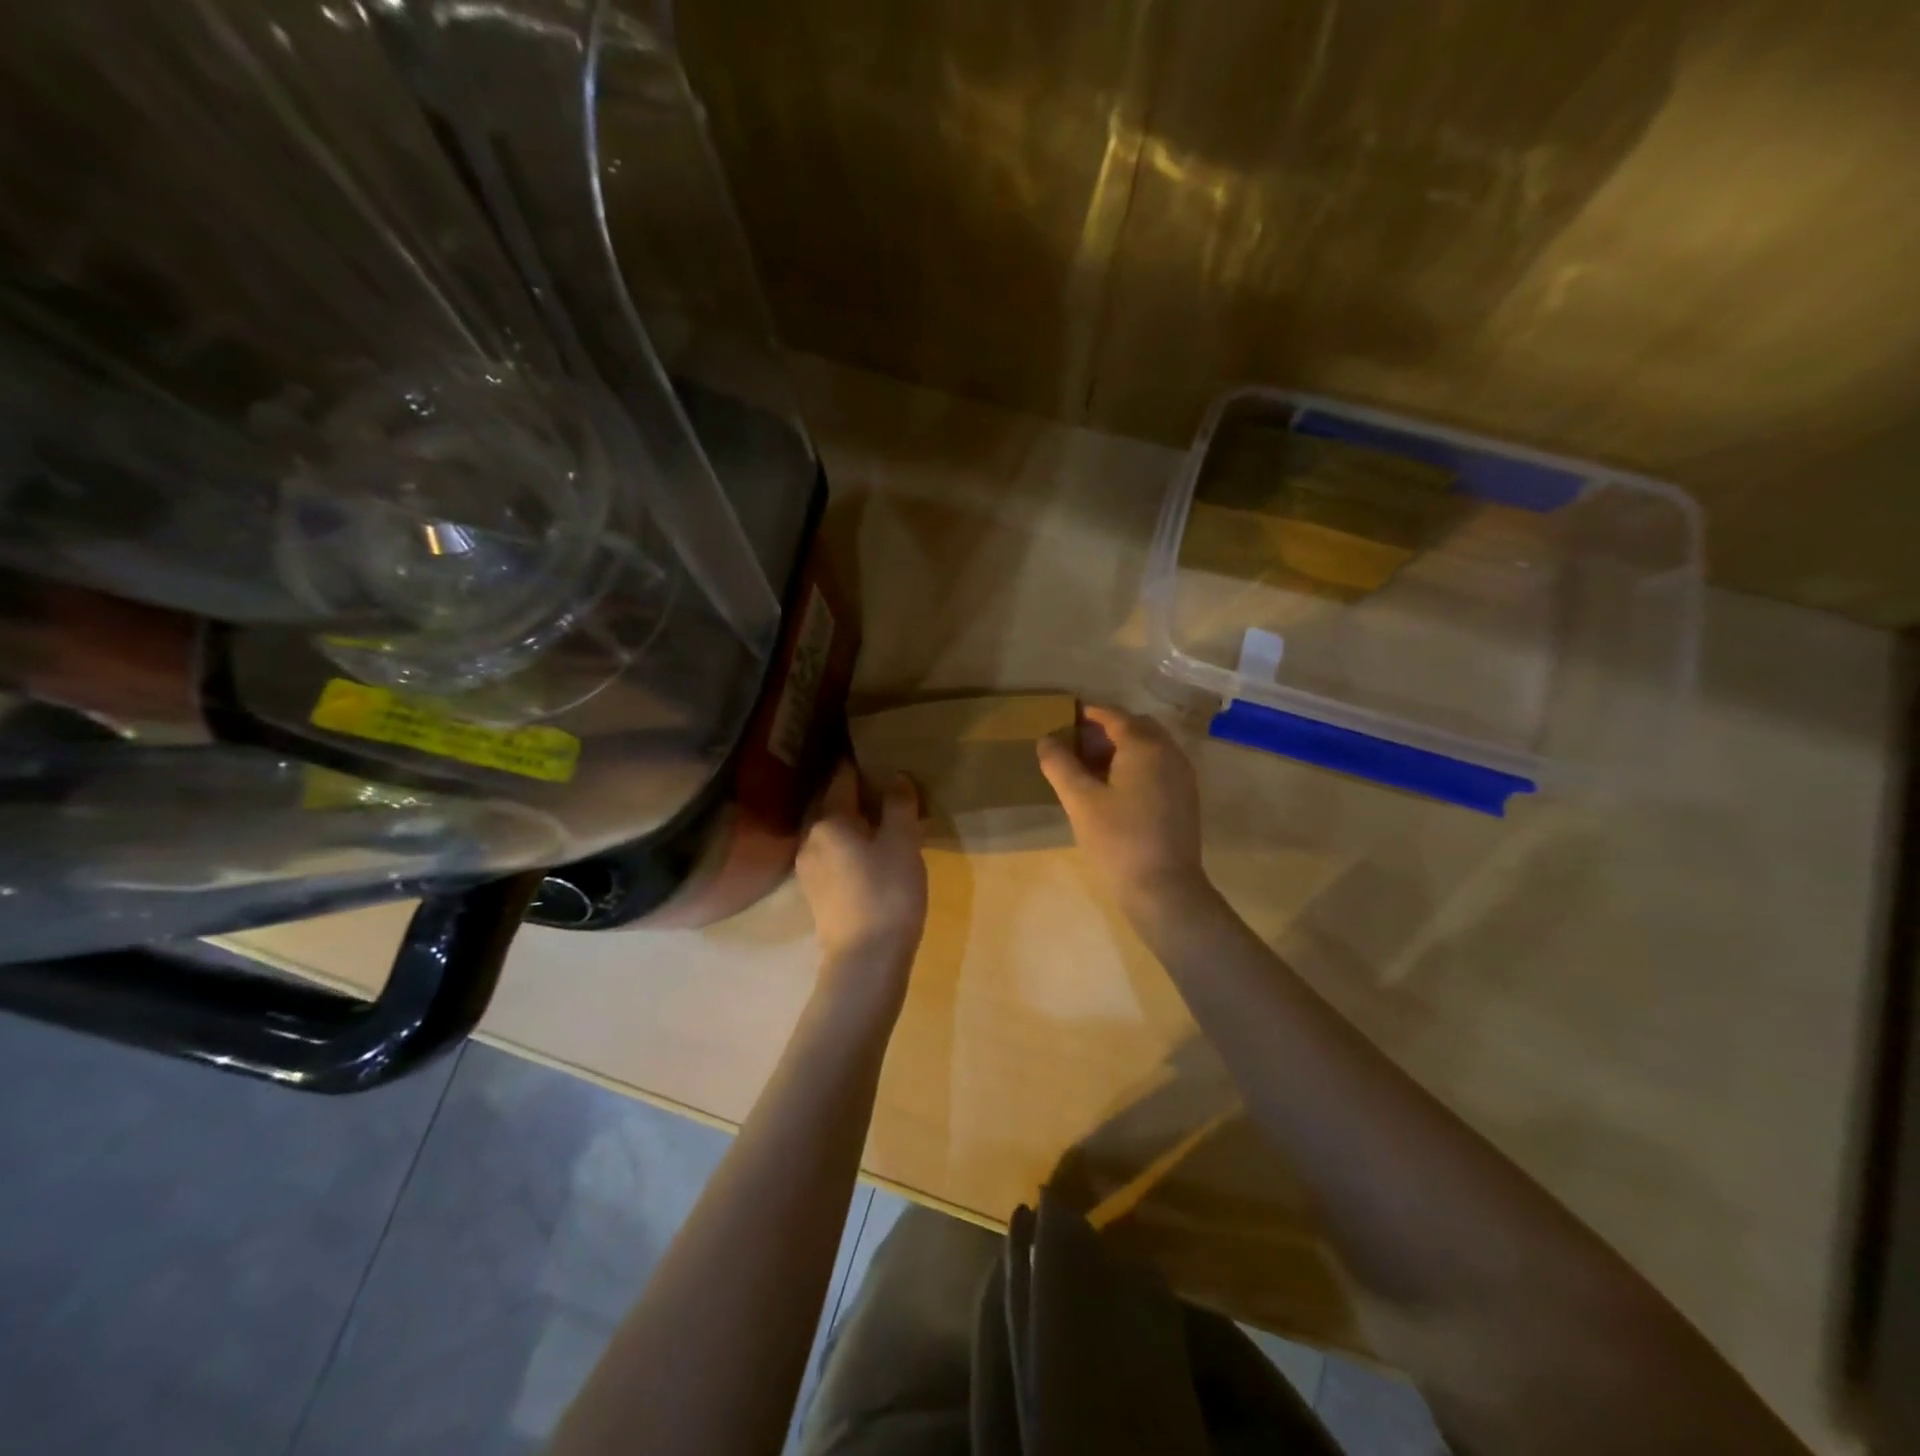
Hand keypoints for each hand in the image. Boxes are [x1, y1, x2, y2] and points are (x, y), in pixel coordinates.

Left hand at [796, 761, 928, 1000]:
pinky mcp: (816, 893)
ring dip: (853, 822)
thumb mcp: (903, 842)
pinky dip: (849, 845)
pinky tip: (870, 853)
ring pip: (831, 832)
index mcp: (828, 820)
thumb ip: (898, 805)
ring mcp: (808, 868)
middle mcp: (810, 838)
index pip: (841, 779)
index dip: (860, 764)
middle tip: (885, 787)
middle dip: (856, 794)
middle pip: (832, 805)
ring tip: (881, 819)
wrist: (865, 961)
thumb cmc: (887, 893)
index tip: (878, 755)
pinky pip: (832, 854)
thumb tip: (895, 777)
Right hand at [1037, 705, 1208, 919]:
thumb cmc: (1118, 839)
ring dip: (1123, 746)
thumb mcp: (1080, 800)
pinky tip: (1115, 787)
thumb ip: (1060, 765)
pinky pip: (1159, 765)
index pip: (1115, 716)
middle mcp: (1169, 753)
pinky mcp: (1185, 797)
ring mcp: (1182, 775)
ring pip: (1150, 746)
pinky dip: (1137, 764)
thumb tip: (1046, 739)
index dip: (1089, 714)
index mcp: (1145, 746)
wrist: (1164, 888)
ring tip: (1091, 765)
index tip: (1066, 717)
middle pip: (1137, 727)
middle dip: (1107, 729)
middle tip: (1077, 743)